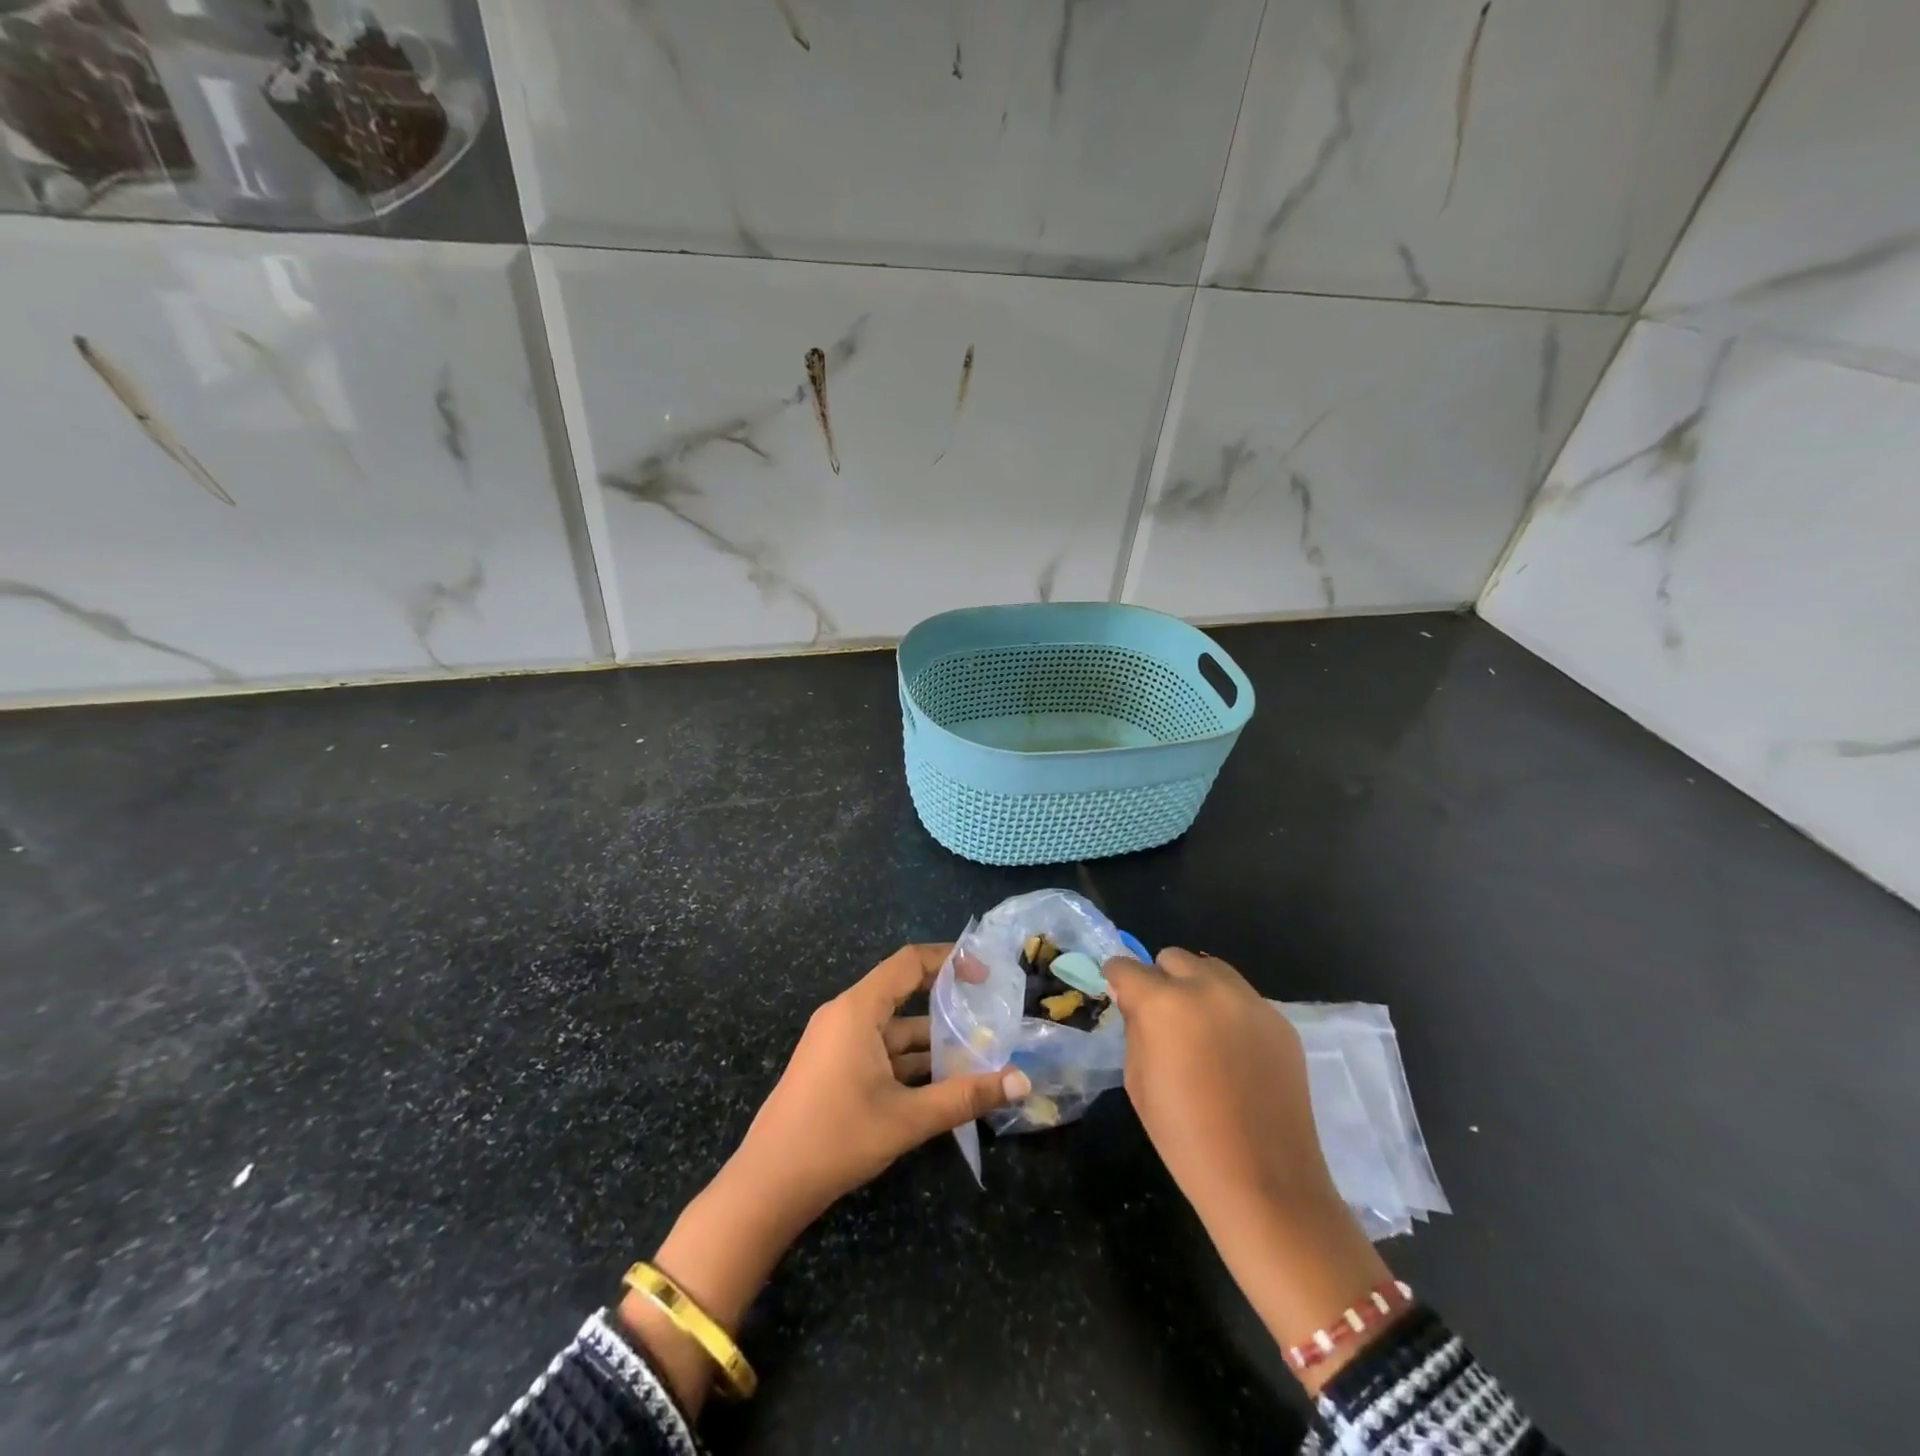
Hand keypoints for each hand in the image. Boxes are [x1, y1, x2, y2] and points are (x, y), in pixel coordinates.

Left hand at [730, 941, 1029, 1229]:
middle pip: (903, 992)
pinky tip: (941, 1082)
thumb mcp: (907, 1119)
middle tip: (989, 1014)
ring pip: (893, 1028)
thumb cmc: (836, 1139)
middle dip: (946, 1003)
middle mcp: (845, 1015)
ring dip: (931, 1041)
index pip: (909, 962)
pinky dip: (909, 1060)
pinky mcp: (833, 1066)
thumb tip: (1021, 1082)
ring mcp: (836, 1042)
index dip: (949, 960)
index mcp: (857, 1010)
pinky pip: (879, 1049)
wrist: (766, 1187)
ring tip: (977, 1054)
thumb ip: (965, 1096)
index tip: (985, 975)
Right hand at [1104, 948, 1390, 1389]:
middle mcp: (1207, 989)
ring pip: (1212, 969)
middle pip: (1172, 958)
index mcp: (1164, 1003)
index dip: (1117, 979)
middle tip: (1160, 1015)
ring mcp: (1250, 1002)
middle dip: (1159, 979)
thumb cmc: (1185, 1138)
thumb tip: (1134, 1001)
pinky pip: (1243, 998)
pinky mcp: (1280, 1021)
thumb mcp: (1137, 1080)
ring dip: (1196, 986)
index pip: (1126, 967)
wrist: (1265, 1183)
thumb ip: (1134, 1028)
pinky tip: (1231, 1049)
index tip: (1117, 993)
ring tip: (1198, 1027)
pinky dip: (1228, 1010)